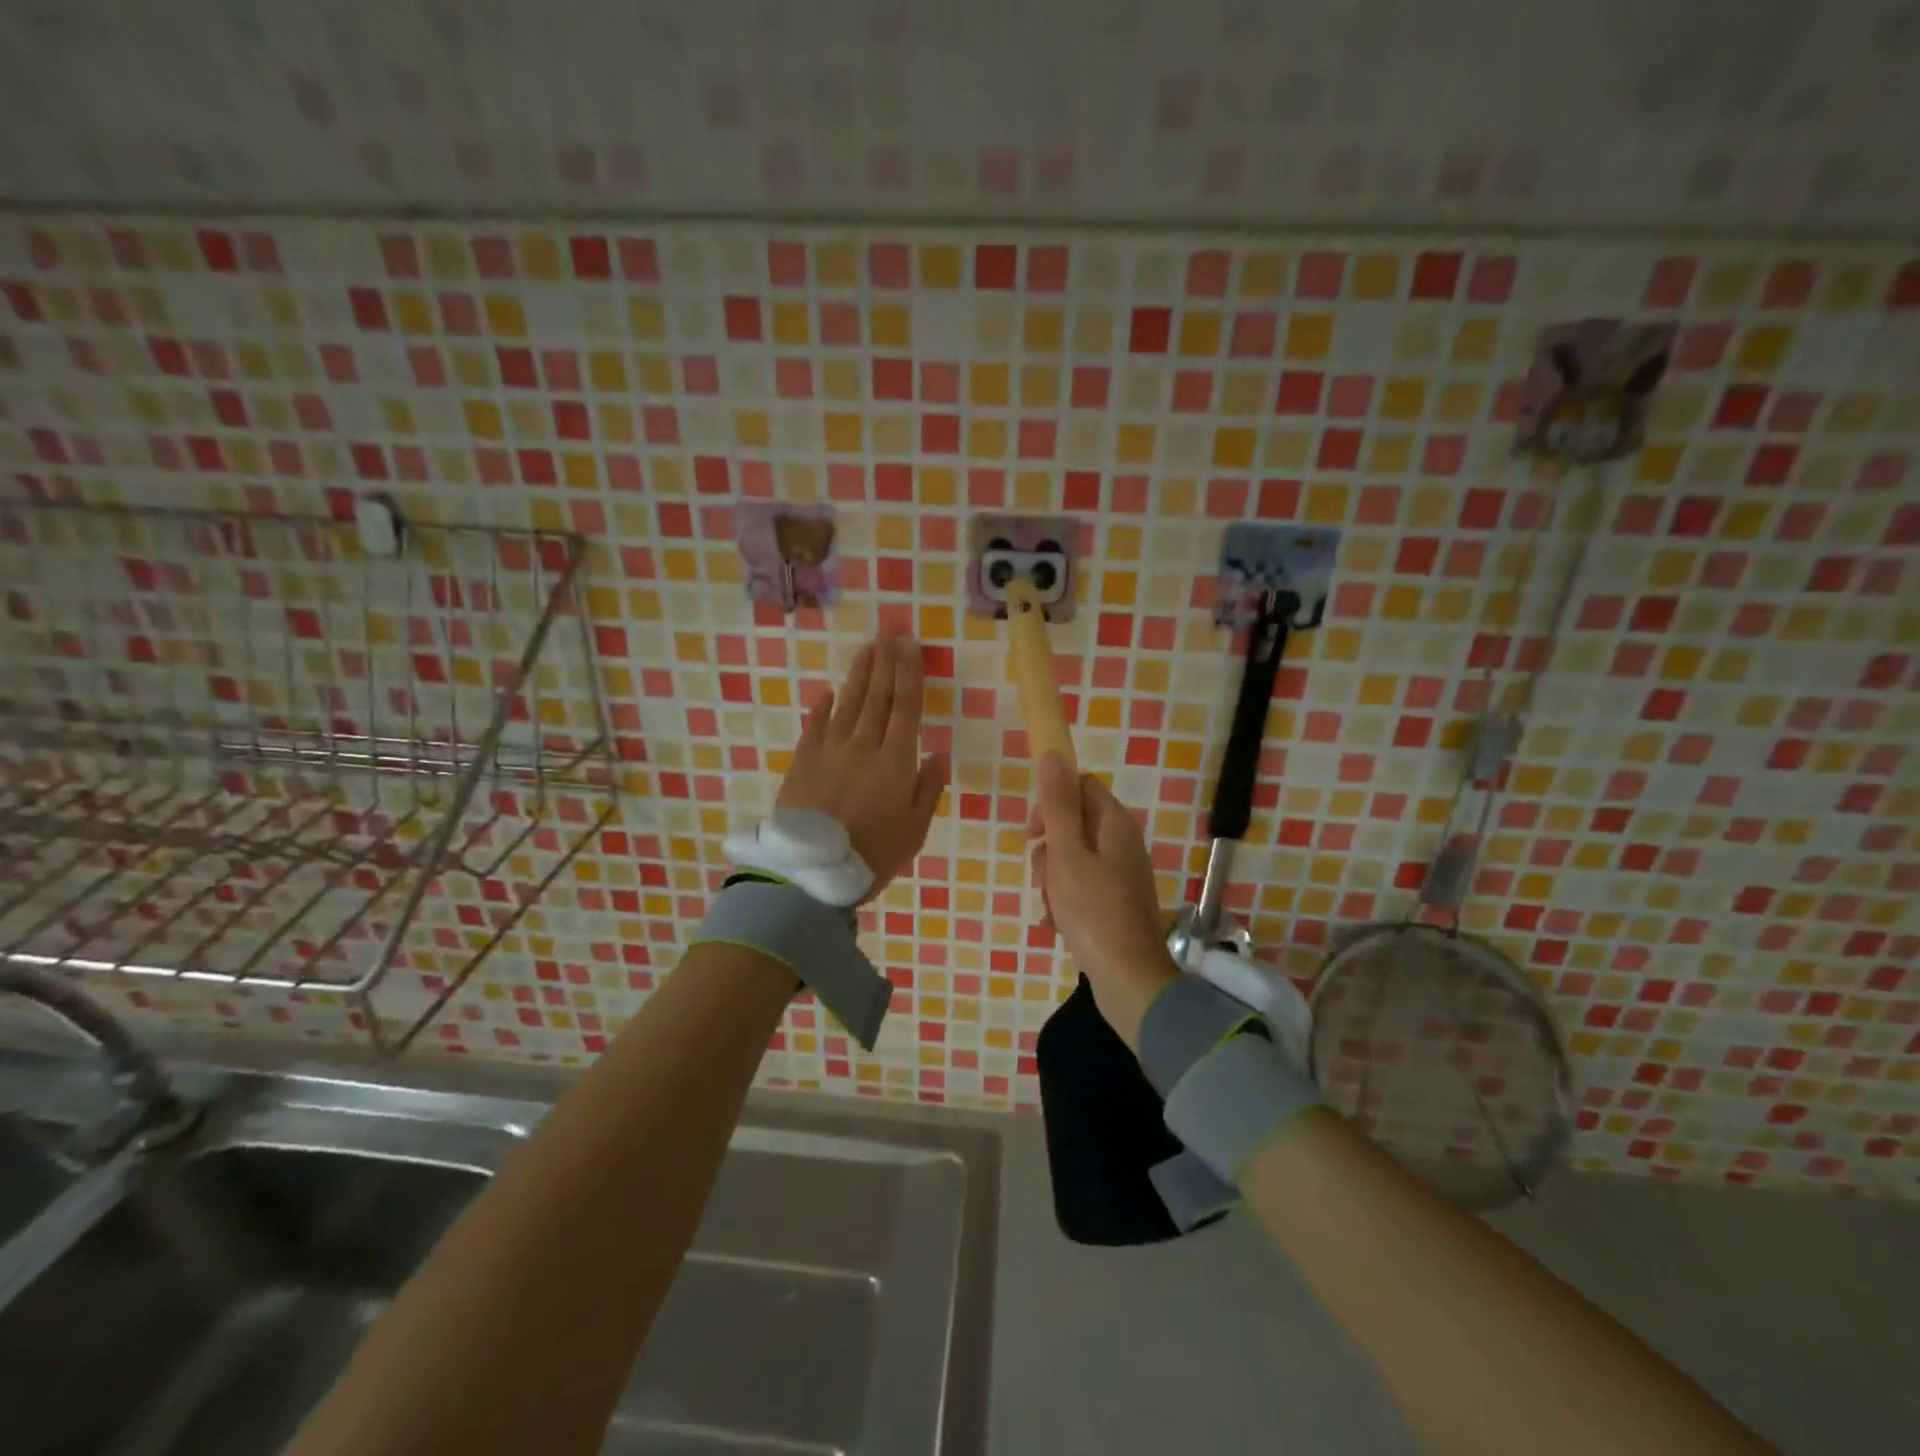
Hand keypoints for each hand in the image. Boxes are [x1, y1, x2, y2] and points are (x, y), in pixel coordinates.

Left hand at [779, 635, 948, 902]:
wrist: (811, 872)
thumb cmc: (872, 855)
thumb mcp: (914, 830)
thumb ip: (928, 789)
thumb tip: (939, 754)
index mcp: (895, 761)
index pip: (906, 707)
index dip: (910, 672)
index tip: (910, 644)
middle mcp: (863, 746)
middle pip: (877, 696)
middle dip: (886, 661)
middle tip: (890, 629)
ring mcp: (829, 750)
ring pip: (848, 703)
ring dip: (859, 674)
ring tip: (867, 648)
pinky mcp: (803, 761)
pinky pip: (815, 725)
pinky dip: (823, 706)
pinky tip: (829, 691)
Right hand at [1030, 752, 1180, 1049]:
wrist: (1130, 981)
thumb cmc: (1094, 912)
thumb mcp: (1066, 854)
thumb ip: (1056, 805)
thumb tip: (1052, 753)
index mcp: (1115, 825)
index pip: (1080, 787)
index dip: (1051, 802)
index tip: (1033, 832)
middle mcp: (1122, 845)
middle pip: (1074, 826)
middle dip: (1048, 849)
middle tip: (1041, 877)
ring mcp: (1121, 877)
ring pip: (1074, 860)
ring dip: (1053, 880)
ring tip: (1050, 908)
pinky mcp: (1116, 905)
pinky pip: (1082, 890)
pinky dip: (1066, 903)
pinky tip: (1057, 926)